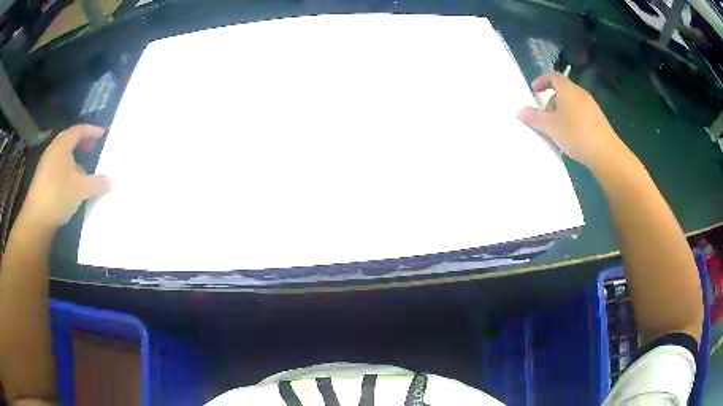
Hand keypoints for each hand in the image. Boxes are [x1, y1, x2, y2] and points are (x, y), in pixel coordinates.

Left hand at [23, 124, 110, 227]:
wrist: (37, 218)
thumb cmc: (59, 195)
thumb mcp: (82, 189)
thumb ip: (97, 183)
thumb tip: (110, 181)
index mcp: (63, 145)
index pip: (79, 130)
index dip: (92, 130)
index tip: (102, 134)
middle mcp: (53, 149)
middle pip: (69, 139)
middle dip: (82, 142)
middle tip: (92, 148)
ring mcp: (45, 164)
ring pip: (62, 154)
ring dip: (73, 157)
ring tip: (82, 169)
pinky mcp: (42, 178)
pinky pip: (57, 166)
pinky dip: (66, 168)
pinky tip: (70, 183)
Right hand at [517, 72, 626, 169]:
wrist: (605, 153)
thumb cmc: (575, 134)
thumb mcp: (550, 127)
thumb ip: (534, 117)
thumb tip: (519, 111)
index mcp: (567, 90)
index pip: (552, 76)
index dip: (541, 81)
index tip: (534, 91)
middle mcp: (580, 94)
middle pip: (562, 92)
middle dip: (551, 103)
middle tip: (545, 119)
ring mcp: (591, 107)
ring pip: (571, 105)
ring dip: (561, 115)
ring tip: (557, 133)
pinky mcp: (598, 120)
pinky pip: (580, 115)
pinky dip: (572, 122)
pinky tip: (571, 139)